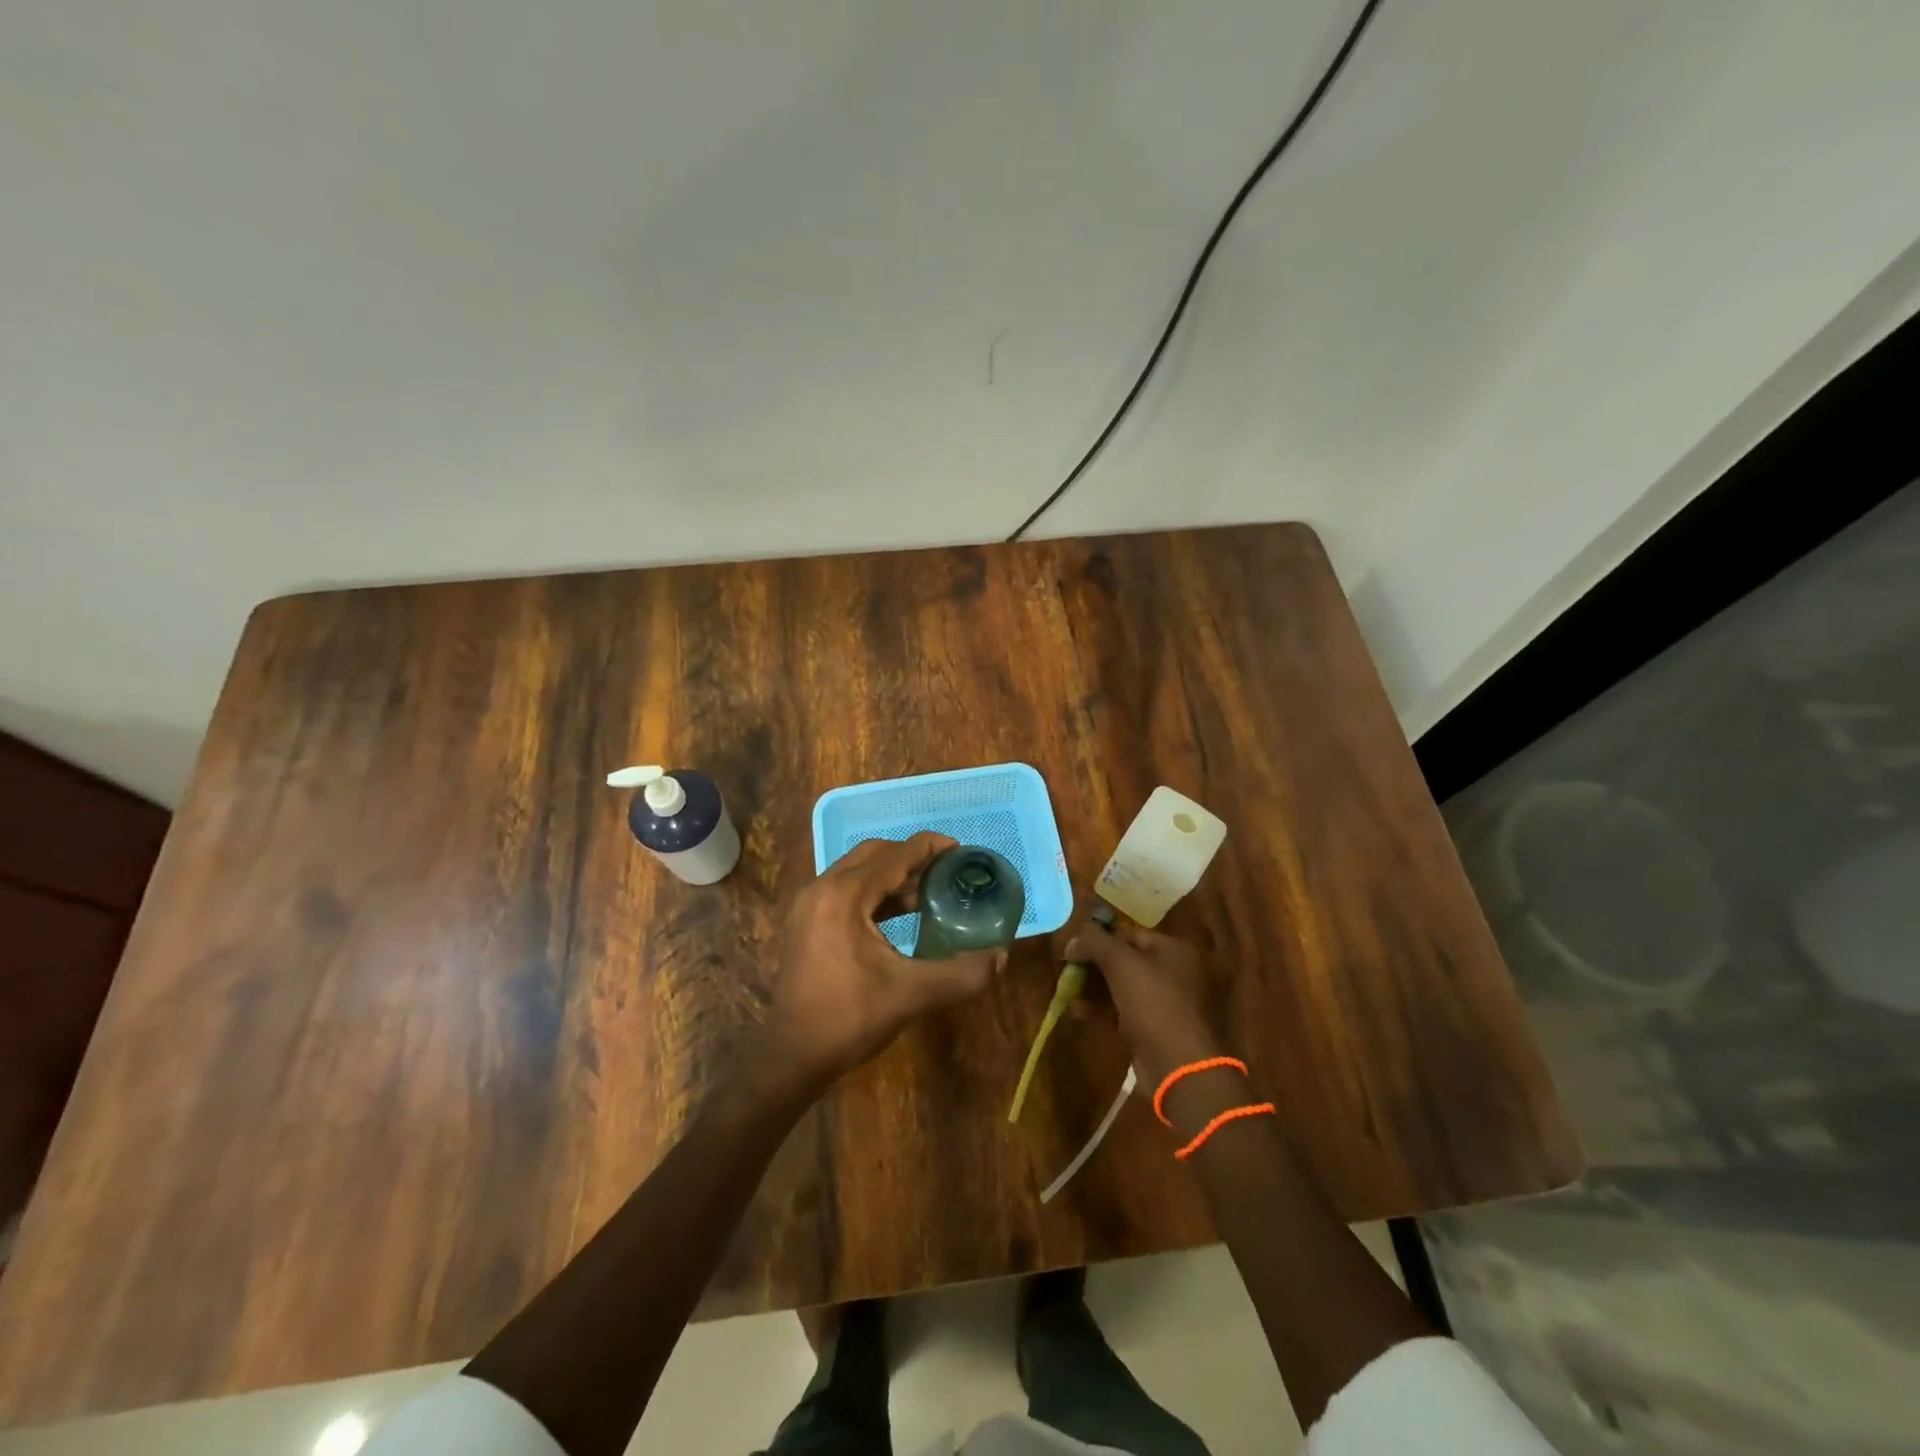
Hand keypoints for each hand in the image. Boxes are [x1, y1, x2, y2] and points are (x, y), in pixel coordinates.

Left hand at [759, 832, 1004, 1092]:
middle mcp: (822, 888)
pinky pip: (845, 890)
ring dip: (892, 875)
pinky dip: (874, 892)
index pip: (895, 855)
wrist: (792, 1056)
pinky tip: (899, 914)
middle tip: (946, 871)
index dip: (930, 848)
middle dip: (911, 857)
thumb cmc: (849, 1018)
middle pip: (873, 854)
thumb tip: (1001, 957)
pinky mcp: (805, 922)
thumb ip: (961, 973)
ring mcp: (809, 904)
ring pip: (857, 871)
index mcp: (844, 896)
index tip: (960, 850)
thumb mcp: (912, 995)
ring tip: (929, 893)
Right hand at [1063, 917, 1223, 1090]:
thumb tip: (1072, 938)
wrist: (1180, 1068)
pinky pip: (1125, 1010)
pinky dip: (1104, 1009)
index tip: (1071, 951)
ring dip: (1095, 988)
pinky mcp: (1157, 1029)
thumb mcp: (1121, 963)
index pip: (1129, 934)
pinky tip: (1080, 1012)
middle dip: (1094, 966)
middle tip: (1068, 973)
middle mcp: (1175, 972)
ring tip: (1069, 994)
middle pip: (1125, 960)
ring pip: (1123, 987)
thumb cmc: (1154, 1005)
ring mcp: (1167, 1002)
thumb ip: (1095, 941)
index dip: (1098, 939)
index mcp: (1174, 950)